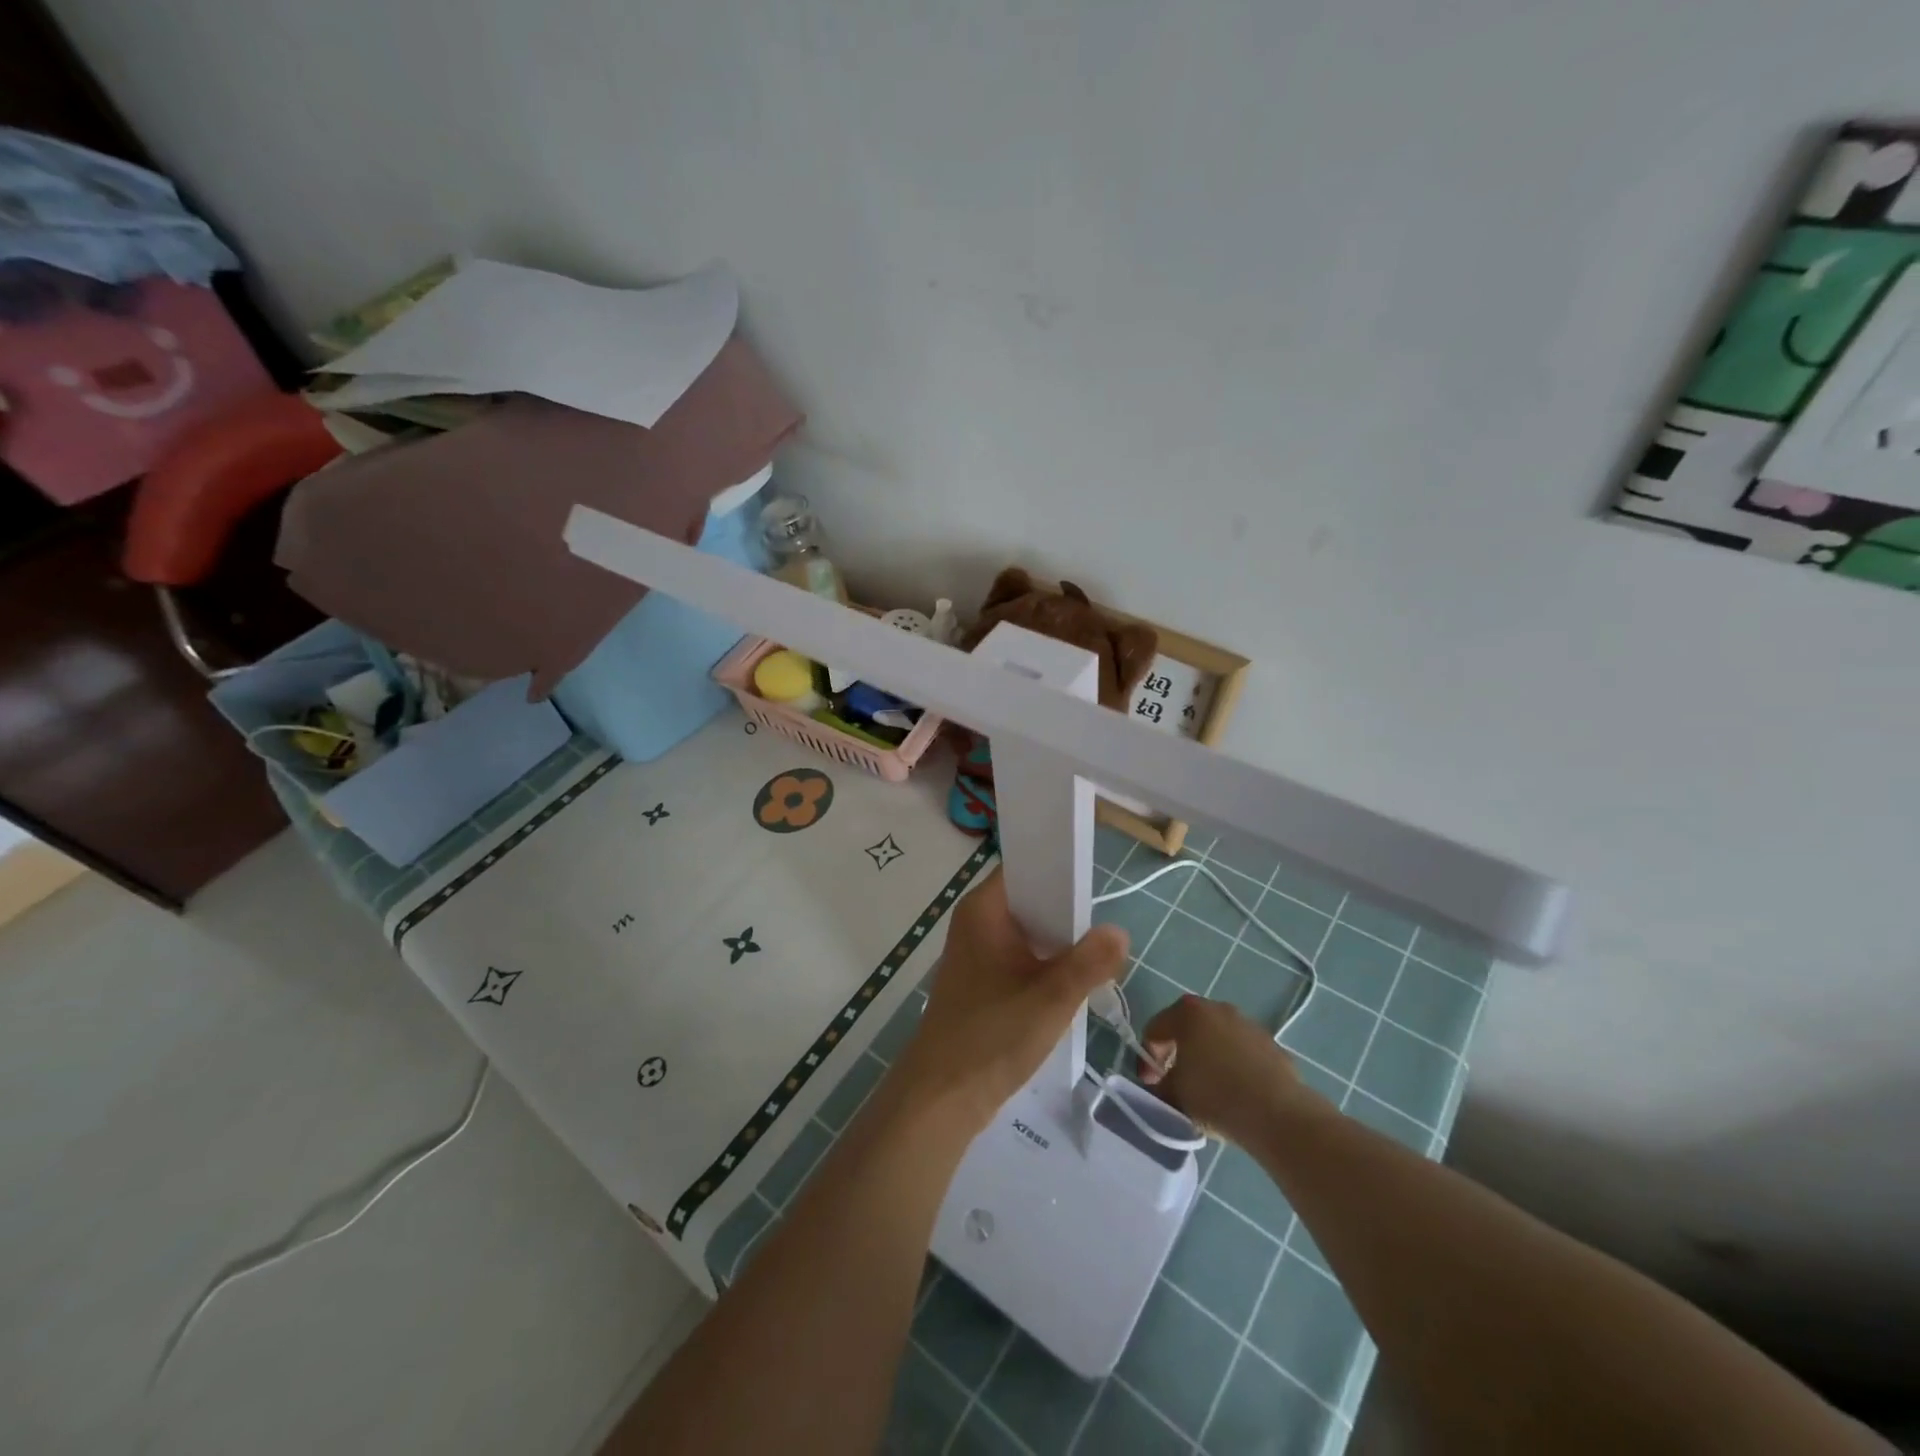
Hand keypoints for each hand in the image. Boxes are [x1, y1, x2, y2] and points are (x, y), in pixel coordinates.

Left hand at [889, 868, 1128, 1138]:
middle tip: (1102, 934)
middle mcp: (976, 920)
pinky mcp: (980, 978)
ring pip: (1027, 930)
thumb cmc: (992, 1037)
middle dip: (1066, 914)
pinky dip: (1043, 963)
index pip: (1026, 868)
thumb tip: (1119, 932)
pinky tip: (1068, 985)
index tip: (1094, 889)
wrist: (943, 1096)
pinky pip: (1019, 955)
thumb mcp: (1051, 999)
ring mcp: (976, 950)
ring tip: (1094, 960)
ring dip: (1058, 943)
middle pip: (1030, 899)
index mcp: (984, 909)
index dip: (1060, 870)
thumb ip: (1089, 962)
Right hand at [1137, 993, 1313, 1143]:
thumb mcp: (1173, 1094)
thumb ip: (1160, 1085)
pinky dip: (1235, 1068)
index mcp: (1187, 1012)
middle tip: (1175, 1082)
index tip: (1150, 1084)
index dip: (1148, 1058)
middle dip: (1178, 1053)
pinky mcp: (1272, 1046)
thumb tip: (1162, 1086)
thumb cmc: (1214, 1095)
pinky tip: (1236, 1095)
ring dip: (1209, 1059)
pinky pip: (1243, 1054)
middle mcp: (1218, 1008)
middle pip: (1188, 1029)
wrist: (1277, 1113)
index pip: (1155, 1029)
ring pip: (1218, 1040)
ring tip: (1208, 1091)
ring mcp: (1249, 1025)